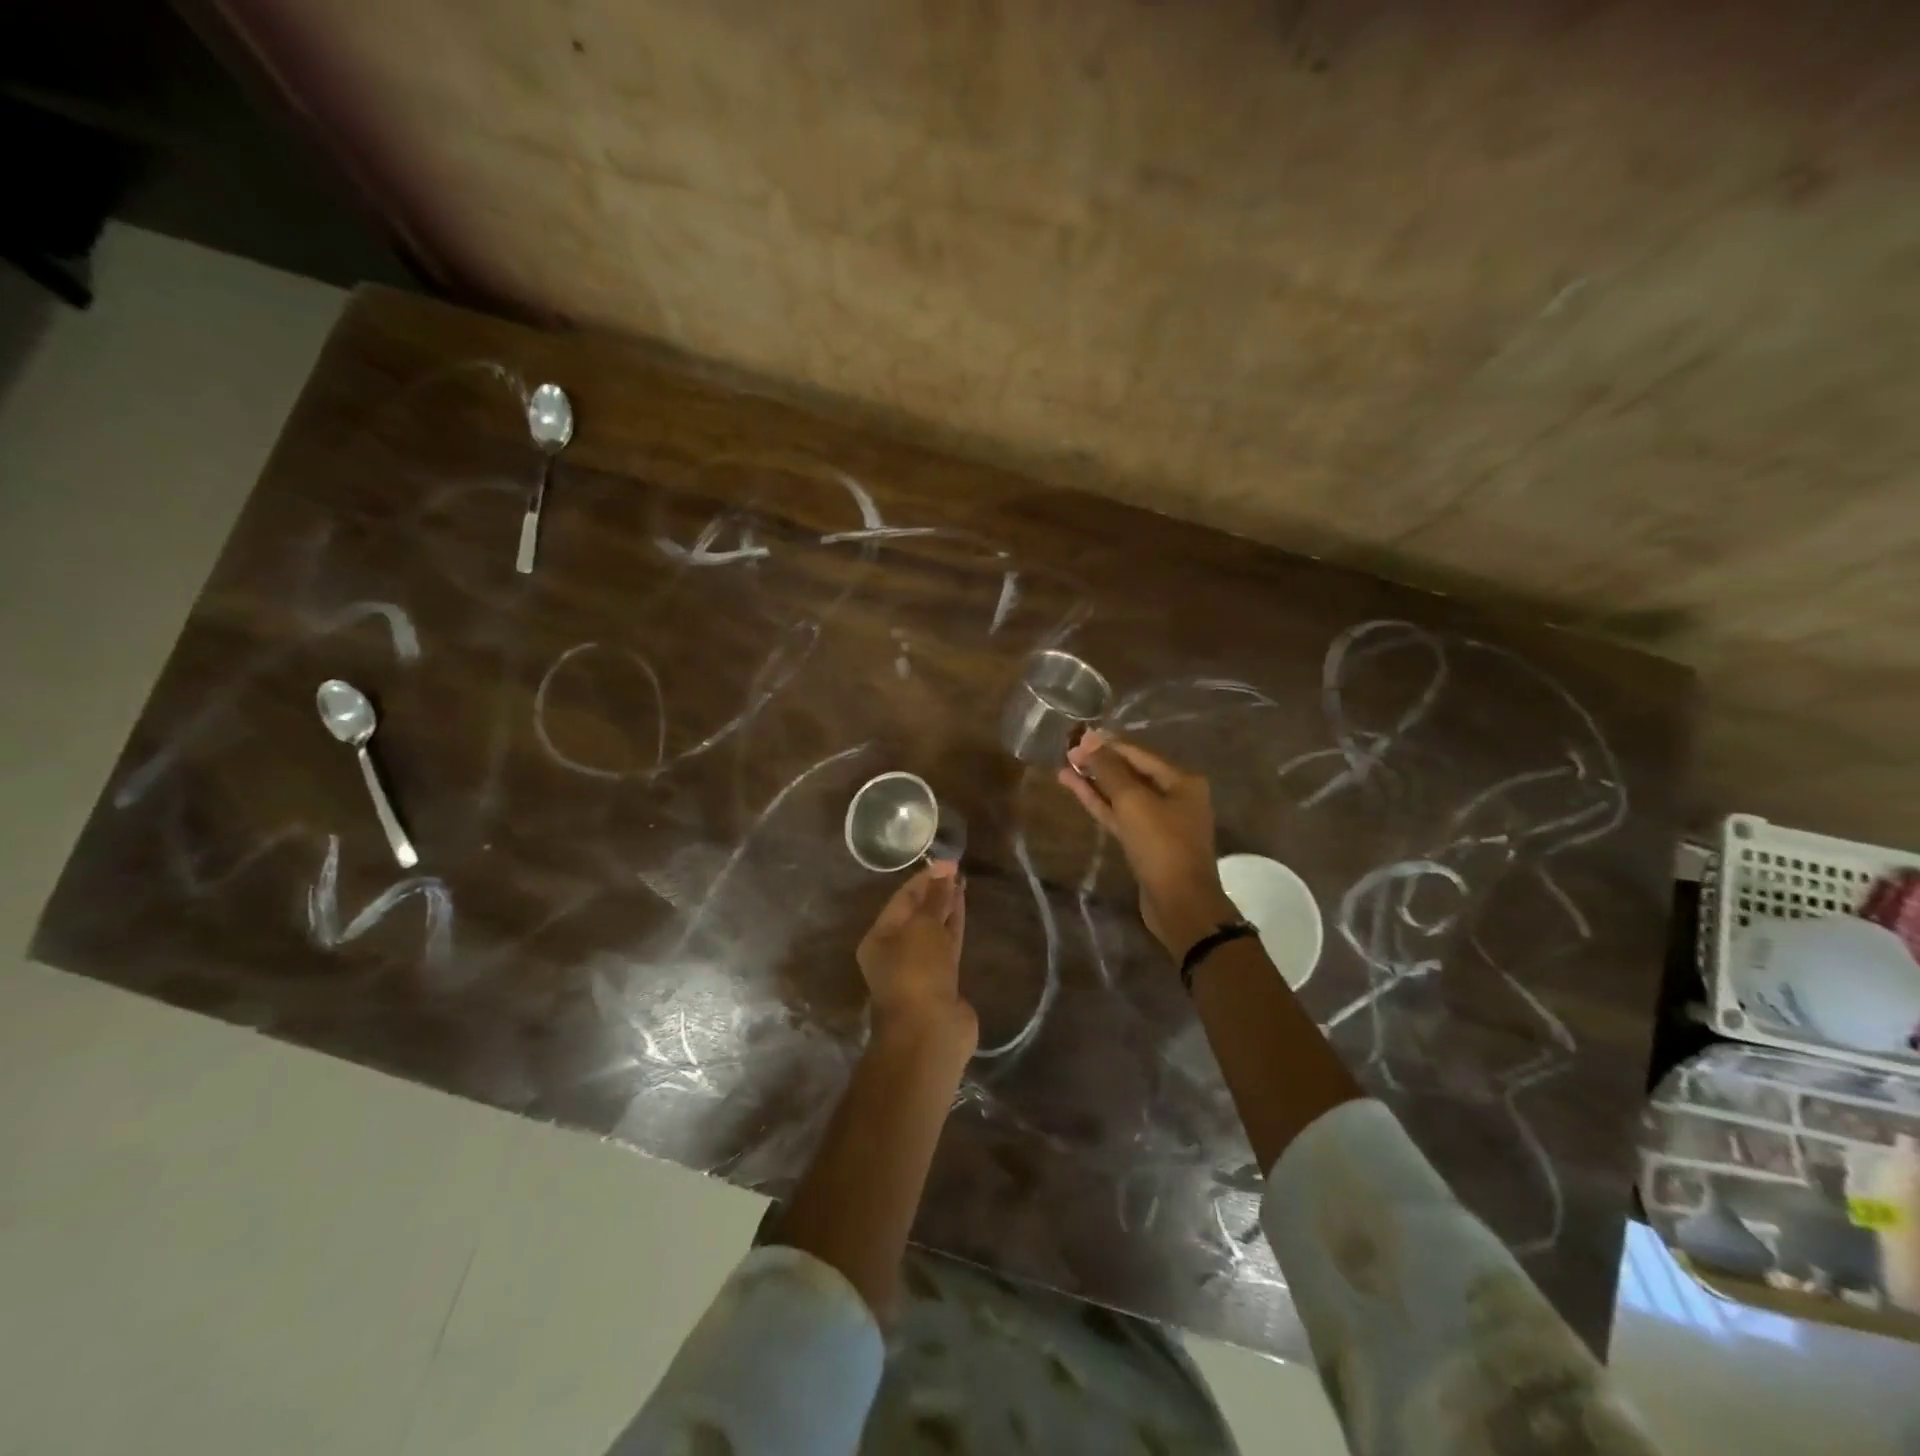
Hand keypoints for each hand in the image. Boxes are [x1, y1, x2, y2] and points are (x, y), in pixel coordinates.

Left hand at [856, 862, 974, 1041]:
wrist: (930, 1033)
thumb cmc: (916, 973)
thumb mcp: (924, 928)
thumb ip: (935, 899)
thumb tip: (944, 872)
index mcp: (879, 938)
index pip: (903, 899)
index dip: (926, 878)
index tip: (950, 862)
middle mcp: (896, 952)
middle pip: (917, 914)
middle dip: (936, 892)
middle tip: (957, 870)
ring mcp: (920, 969)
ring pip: (934, 930)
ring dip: (947, 908)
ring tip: (963, 883)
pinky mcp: (943, 982)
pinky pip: (949, 947)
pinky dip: (955, 928)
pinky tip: (965, 911)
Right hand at [1059, 732, 1238, 958]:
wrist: (1180, 904)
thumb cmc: (1161, 845)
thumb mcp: (1133, 802)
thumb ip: (1109, 769)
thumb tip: (1088, 739)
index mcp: (1182, 781)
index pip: (1139, 754)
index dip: (1107, 745)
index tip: (1077, 738)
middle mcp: (1175, 797)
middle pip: (1131, 773)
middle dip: (1100, 763)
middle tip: (1067, 753)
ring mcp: (1160, 822)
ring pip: (1123, 796)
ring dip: (1095, 784)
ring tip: (1064, 769)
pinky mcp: (1145, 843)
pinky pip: (1120, 816)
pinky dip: (1100, 804)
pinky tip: (1077, 791)